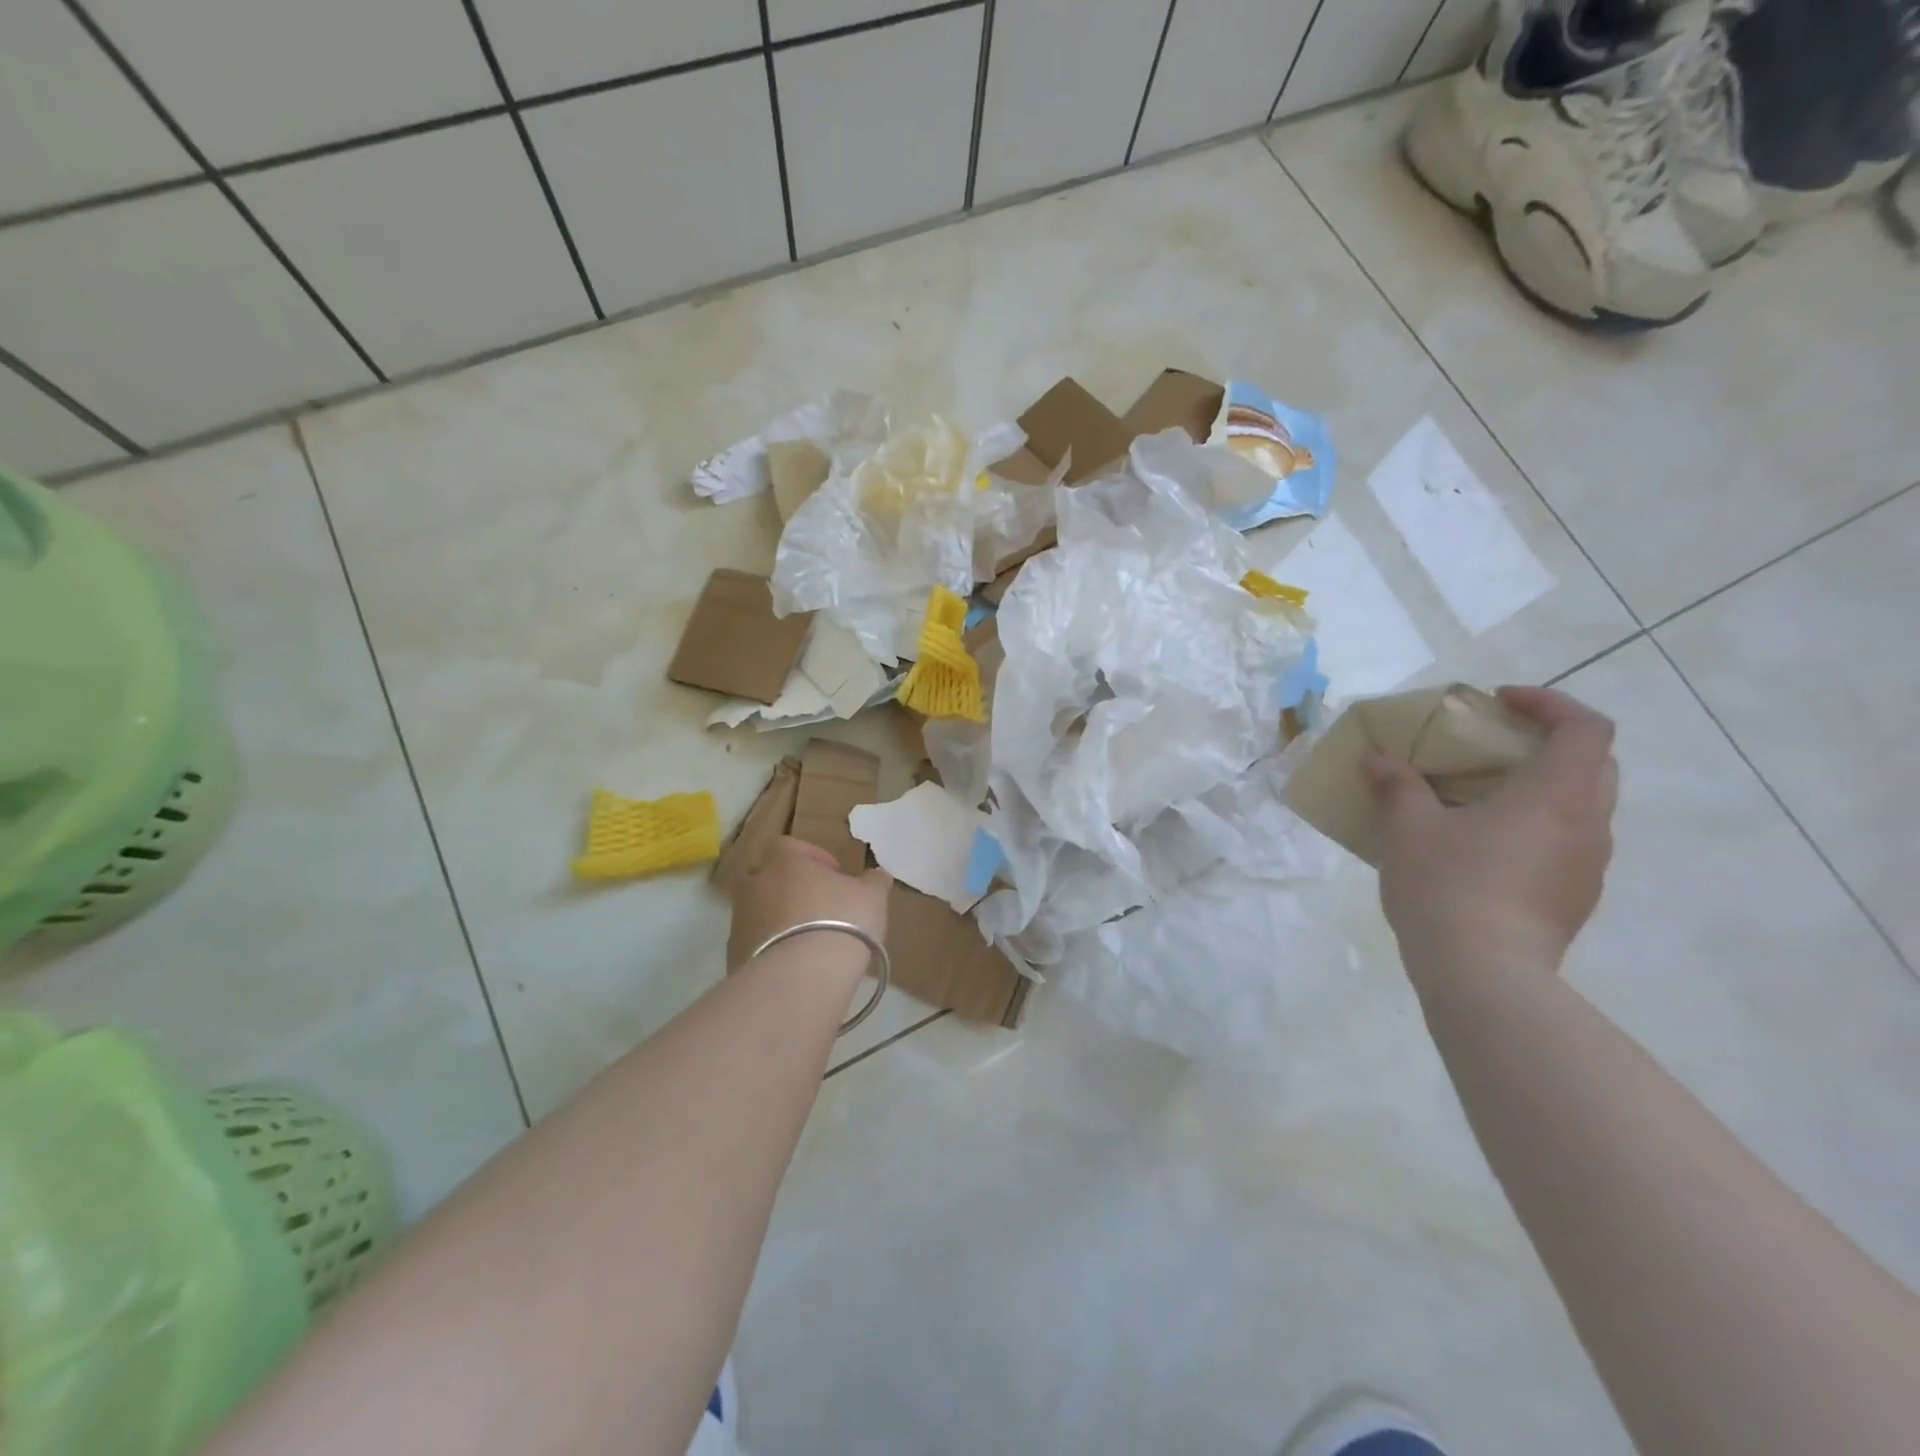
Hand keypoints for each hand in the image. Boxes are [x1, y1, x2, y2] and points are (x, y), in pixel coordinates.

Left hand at [726, 837, 890, 970]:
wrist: (801, 978)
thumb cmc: (840, 921)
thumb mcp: (872, 897)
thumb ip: (873, 881)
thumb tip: (877, 874)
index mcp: (784, 863)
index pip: (789, 845)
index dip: (812, 857)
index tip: (834, 874)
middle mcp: (755, 886)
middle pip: (765, 877)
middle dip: (786, 888)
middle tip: (814, 905)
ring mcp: (740, 922)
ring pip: (757, 912)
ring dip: (778, 920)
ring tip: (807, 941)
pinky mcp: (735, 957)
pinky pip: (754, 945)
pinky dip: (771, 950)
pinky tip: (795, 966)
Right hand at [1363, 686, 1618, 986]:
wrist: (1484, 975)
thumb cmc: (1449, 885)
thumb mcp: (1408, 827)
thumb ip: (1396, 785)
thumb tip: (1376, 759)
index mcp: (1558, 794)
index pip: (1585, 726)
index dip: (1548, 703)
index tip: (1498, 703)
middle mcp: (1589, 824)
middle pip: (1591, 763)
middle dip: (1543, 743)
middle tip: (1489, 746)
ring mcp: (1588, 866)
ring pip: (1579, 806)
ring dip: (1537, 788)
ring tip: (1478, 798)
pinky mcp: (1574, 899)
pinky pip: (1564, 843)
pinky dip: (1533, 826)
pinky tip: (1482, 847)